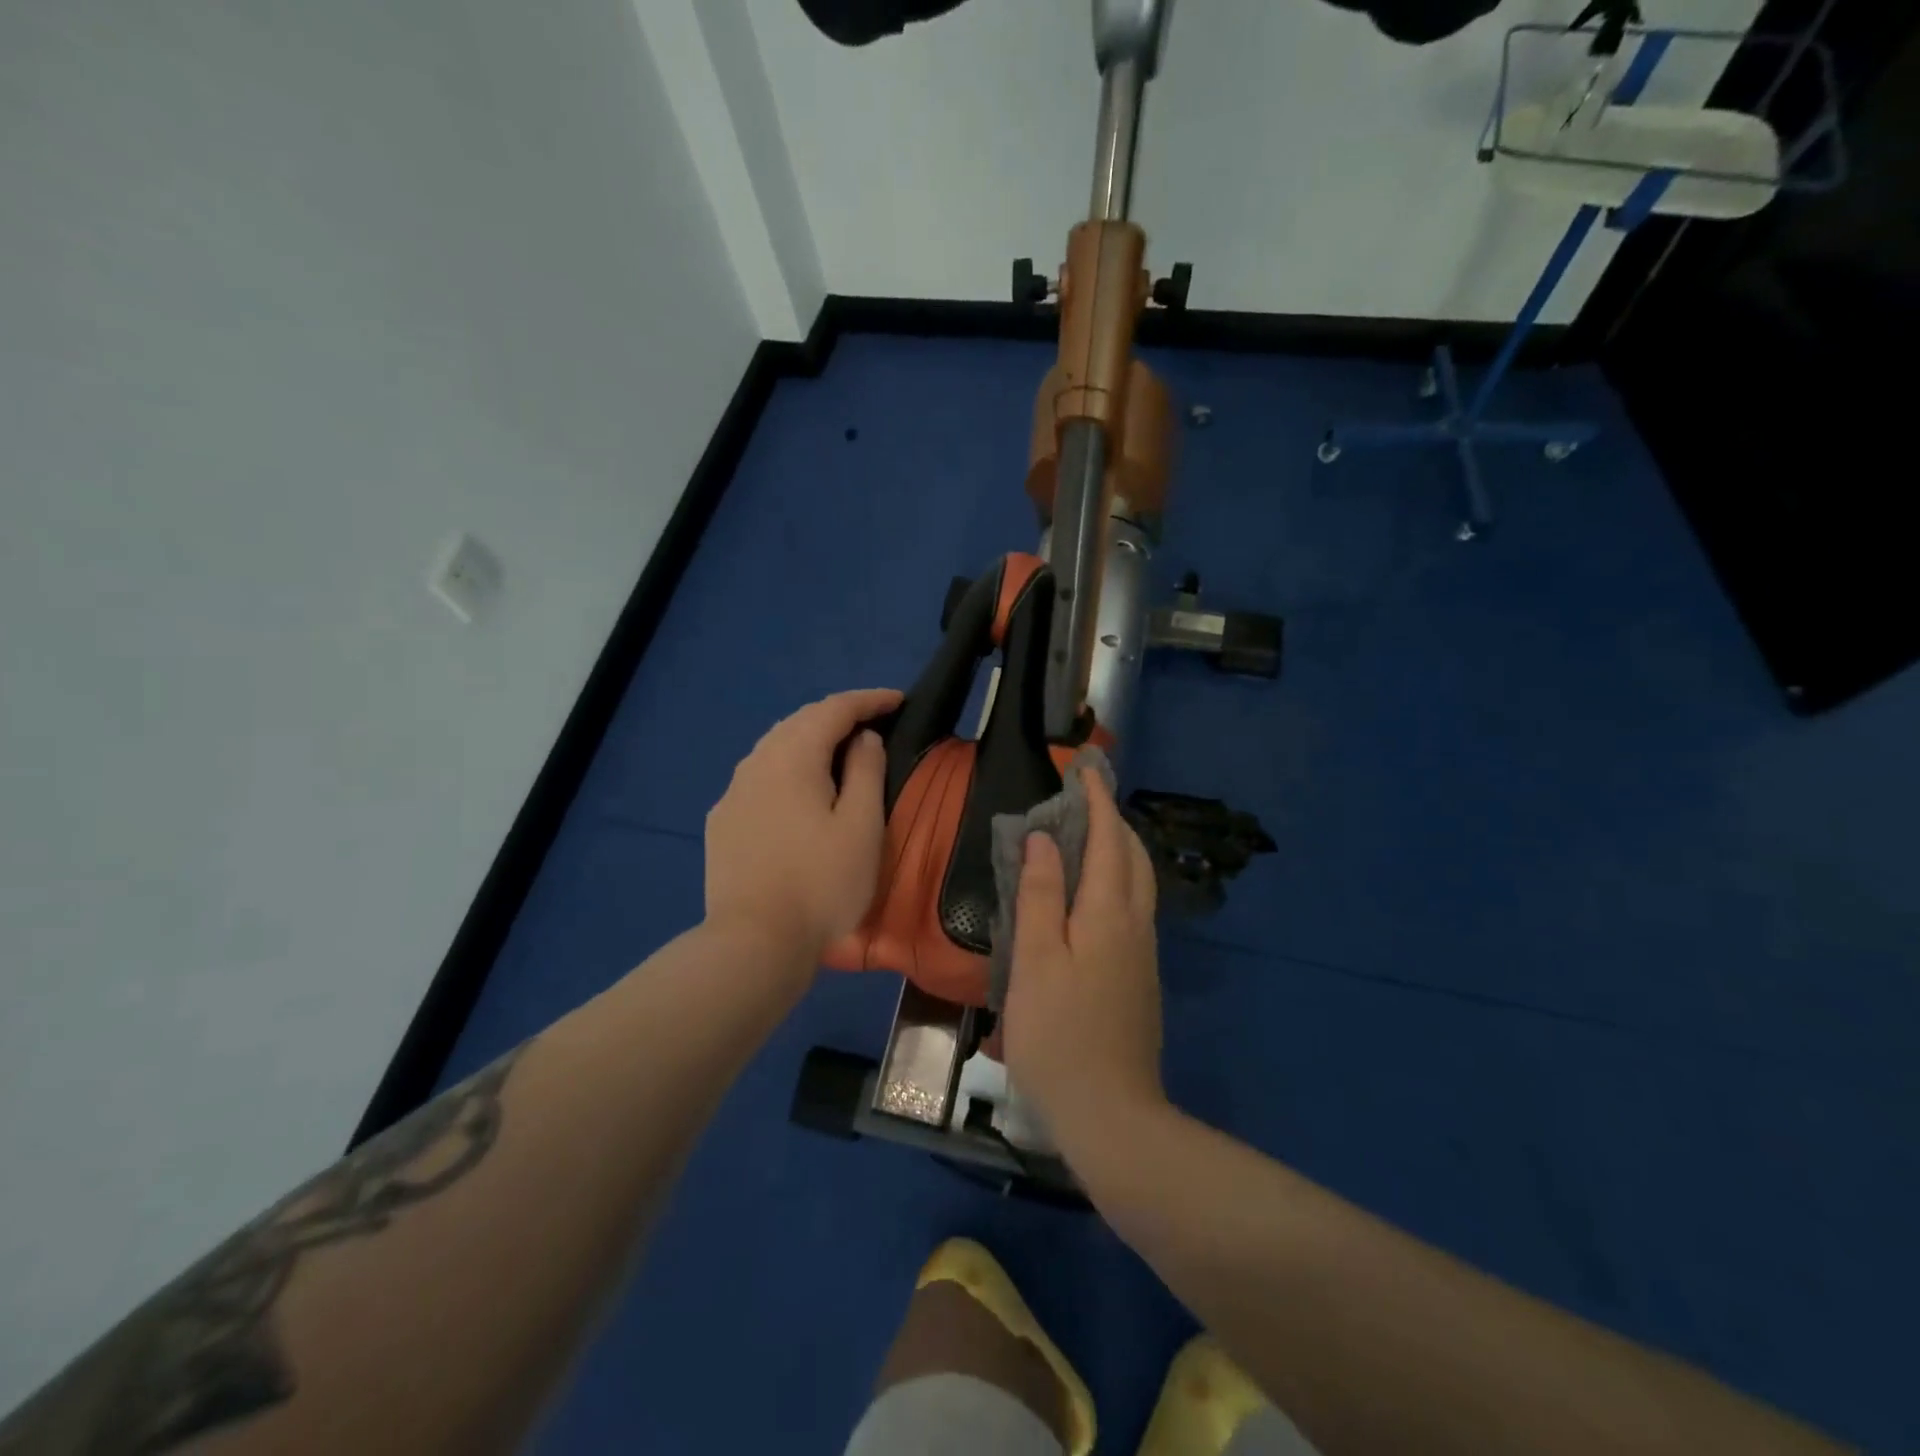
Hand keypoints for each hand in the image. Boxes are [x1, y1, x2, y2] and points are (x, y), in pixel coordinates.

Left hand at [704, 687, 901, 968]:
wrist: (754, 942)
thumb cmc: (821, 883)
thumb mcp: (861, 826)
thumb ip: (866, 771)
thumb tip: (863, 739)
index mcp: (793, 756)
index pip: (834, 709)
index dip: (869, 700)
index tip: (899, 700)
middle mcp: (756, 762)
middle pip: (800, 722)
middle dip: (838, 716)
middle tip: (873, 723)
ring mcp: (733, 793)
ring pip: (775, 748)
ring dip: (810, 741)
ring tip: (839, 752)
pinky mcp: (722, 821)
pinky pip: (760, 777)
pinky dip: (787, 768)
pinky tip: (799, 791)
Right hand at [1003, 768, 1165, 1146]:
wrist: (1112, 1113)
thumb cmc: (1058, 1033)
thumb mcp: (1035, 960)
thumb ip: (1039, 895)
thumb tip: (1043, 839)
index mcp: (1109, 913)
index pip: (1108, 839)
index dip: (1096, 801)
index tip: (1083, 770)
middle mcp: (1135, 925)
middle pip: (1134, 856)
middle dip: (1112, 820)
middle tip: (1081, 802)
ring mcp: (1144, 954)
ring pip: (1139, 883)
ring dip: (1117, 850)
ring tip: (1084, 839)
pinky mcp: (1140, 978)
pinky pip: (1133, 908)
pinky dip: (1116, 881)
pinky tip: (1090, 897)